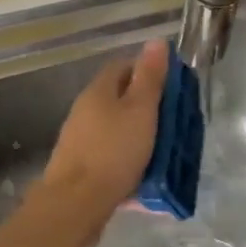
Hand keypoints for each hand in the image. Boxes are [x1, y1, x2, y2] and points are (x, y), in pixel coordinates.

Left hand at [38, 39, 169, 224]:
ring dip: (137, 134)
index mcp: (99, 90)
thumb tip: (156, 41)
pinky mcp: (79, 167)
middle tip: (171, 120)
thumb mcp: (141, 110)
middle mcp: (84, 110)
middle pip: (119, 98)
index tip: (171, 86)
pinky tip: (143, 175)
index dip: (148, 70)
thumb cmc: (113, 151)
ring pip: (115, 127)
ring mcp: (79, 139)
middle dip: (145, 106)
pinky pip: (109, 154)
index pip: (123, 66)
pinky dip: (127, 158)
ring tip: (162, 150)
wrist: (74, 205)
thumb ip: (150, 77)